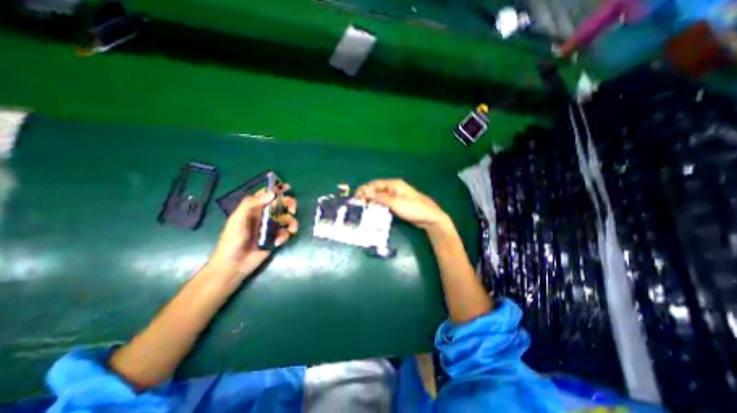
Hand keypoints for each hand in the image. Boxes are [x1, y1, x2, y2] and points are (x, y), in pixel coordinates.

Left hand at [206, 185, 296, 278]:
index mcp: (253, 209)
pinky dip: (285, 236)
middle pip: (280, 205)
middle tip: (292, 210)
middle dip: (289, 205)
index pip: (266, 195)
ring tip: (292, 229)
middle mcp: (264, 216)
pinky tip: (278, 242)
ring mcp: (270, 227)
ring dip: (291, 222)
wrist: (234, 264)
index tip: (288, 187)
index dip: (276, 189)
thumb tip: (273, 194)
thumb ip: (252, 204)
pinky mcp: (275, 238)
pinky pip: (285, 233)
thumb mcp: (238, 219)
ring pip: (286, 219)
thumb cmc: (232, 240)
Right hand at [355, 178, 451, 230]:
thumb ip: (380, 198)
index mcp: (394, 184)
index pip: (375, 184)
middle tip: (358, 204)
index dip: (365, 189)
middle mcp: (394, 188)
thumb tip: (366, 193)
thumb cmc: (413, 208)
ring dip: (372, 201)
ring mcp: (396, 197)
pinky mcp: (398, 204)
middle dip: (367, 195)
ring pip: (380, 197)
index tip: (356, 197)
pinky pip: (385, 203)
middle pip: (377, 190)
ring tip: (363, 208)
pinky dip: (378, 206)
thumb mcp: (396, 202)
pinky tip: (374, 211)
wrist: (429, 217)